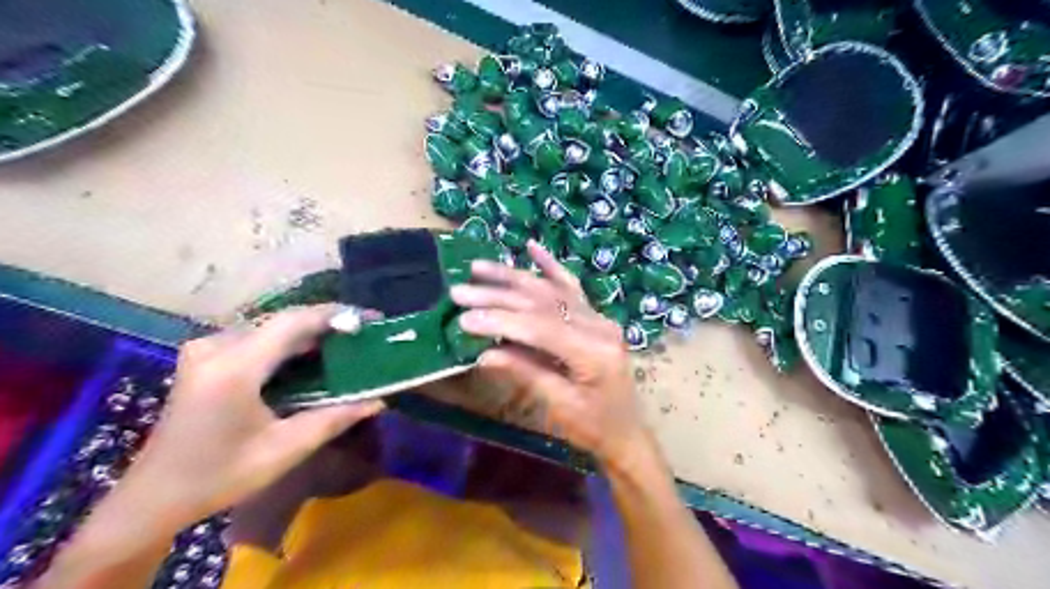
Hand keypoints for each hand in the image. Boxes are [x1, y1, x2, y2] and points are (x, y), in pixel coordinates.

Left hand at [126, 303, 382, 524]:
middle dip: (327, 322)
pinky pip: (257, 337)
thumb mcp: (284, 450)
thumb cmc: (219, 477)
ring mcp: (206, 349)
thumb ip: (334, 419)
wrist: (153, 497)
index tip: (371, 320)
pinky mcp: (205, 357)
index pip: (293, 323)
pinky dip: (288, 341)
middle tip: (364, 333)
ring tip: (345, 342)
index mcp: (234, 368)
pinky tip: (310, 354)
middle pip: (283, 320)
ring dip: (309, 331)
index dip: (335, 315)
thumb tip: (378, 401)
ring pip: (271, 326)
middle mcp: (217, 347)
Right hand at [453, 240, 652, 468]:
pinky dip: (550, 266)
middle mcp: (599, 326)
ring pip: (550, 290)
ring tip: (478, 267)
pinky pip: (570, 287)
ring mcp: (599, 318)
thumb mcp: (560, 406)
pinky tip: (532, 247)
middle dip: (497, 296)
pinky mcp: (595, 317)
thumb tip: (483, 354)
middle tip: (459, 291)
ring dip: (513, 277)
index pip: (539, 328)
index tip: (464, 318)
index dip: (500, 320)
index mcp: (594, 352)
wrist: (627, 431)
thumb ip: (526, 373)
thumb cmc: (596, 427)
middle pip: (542, 303)